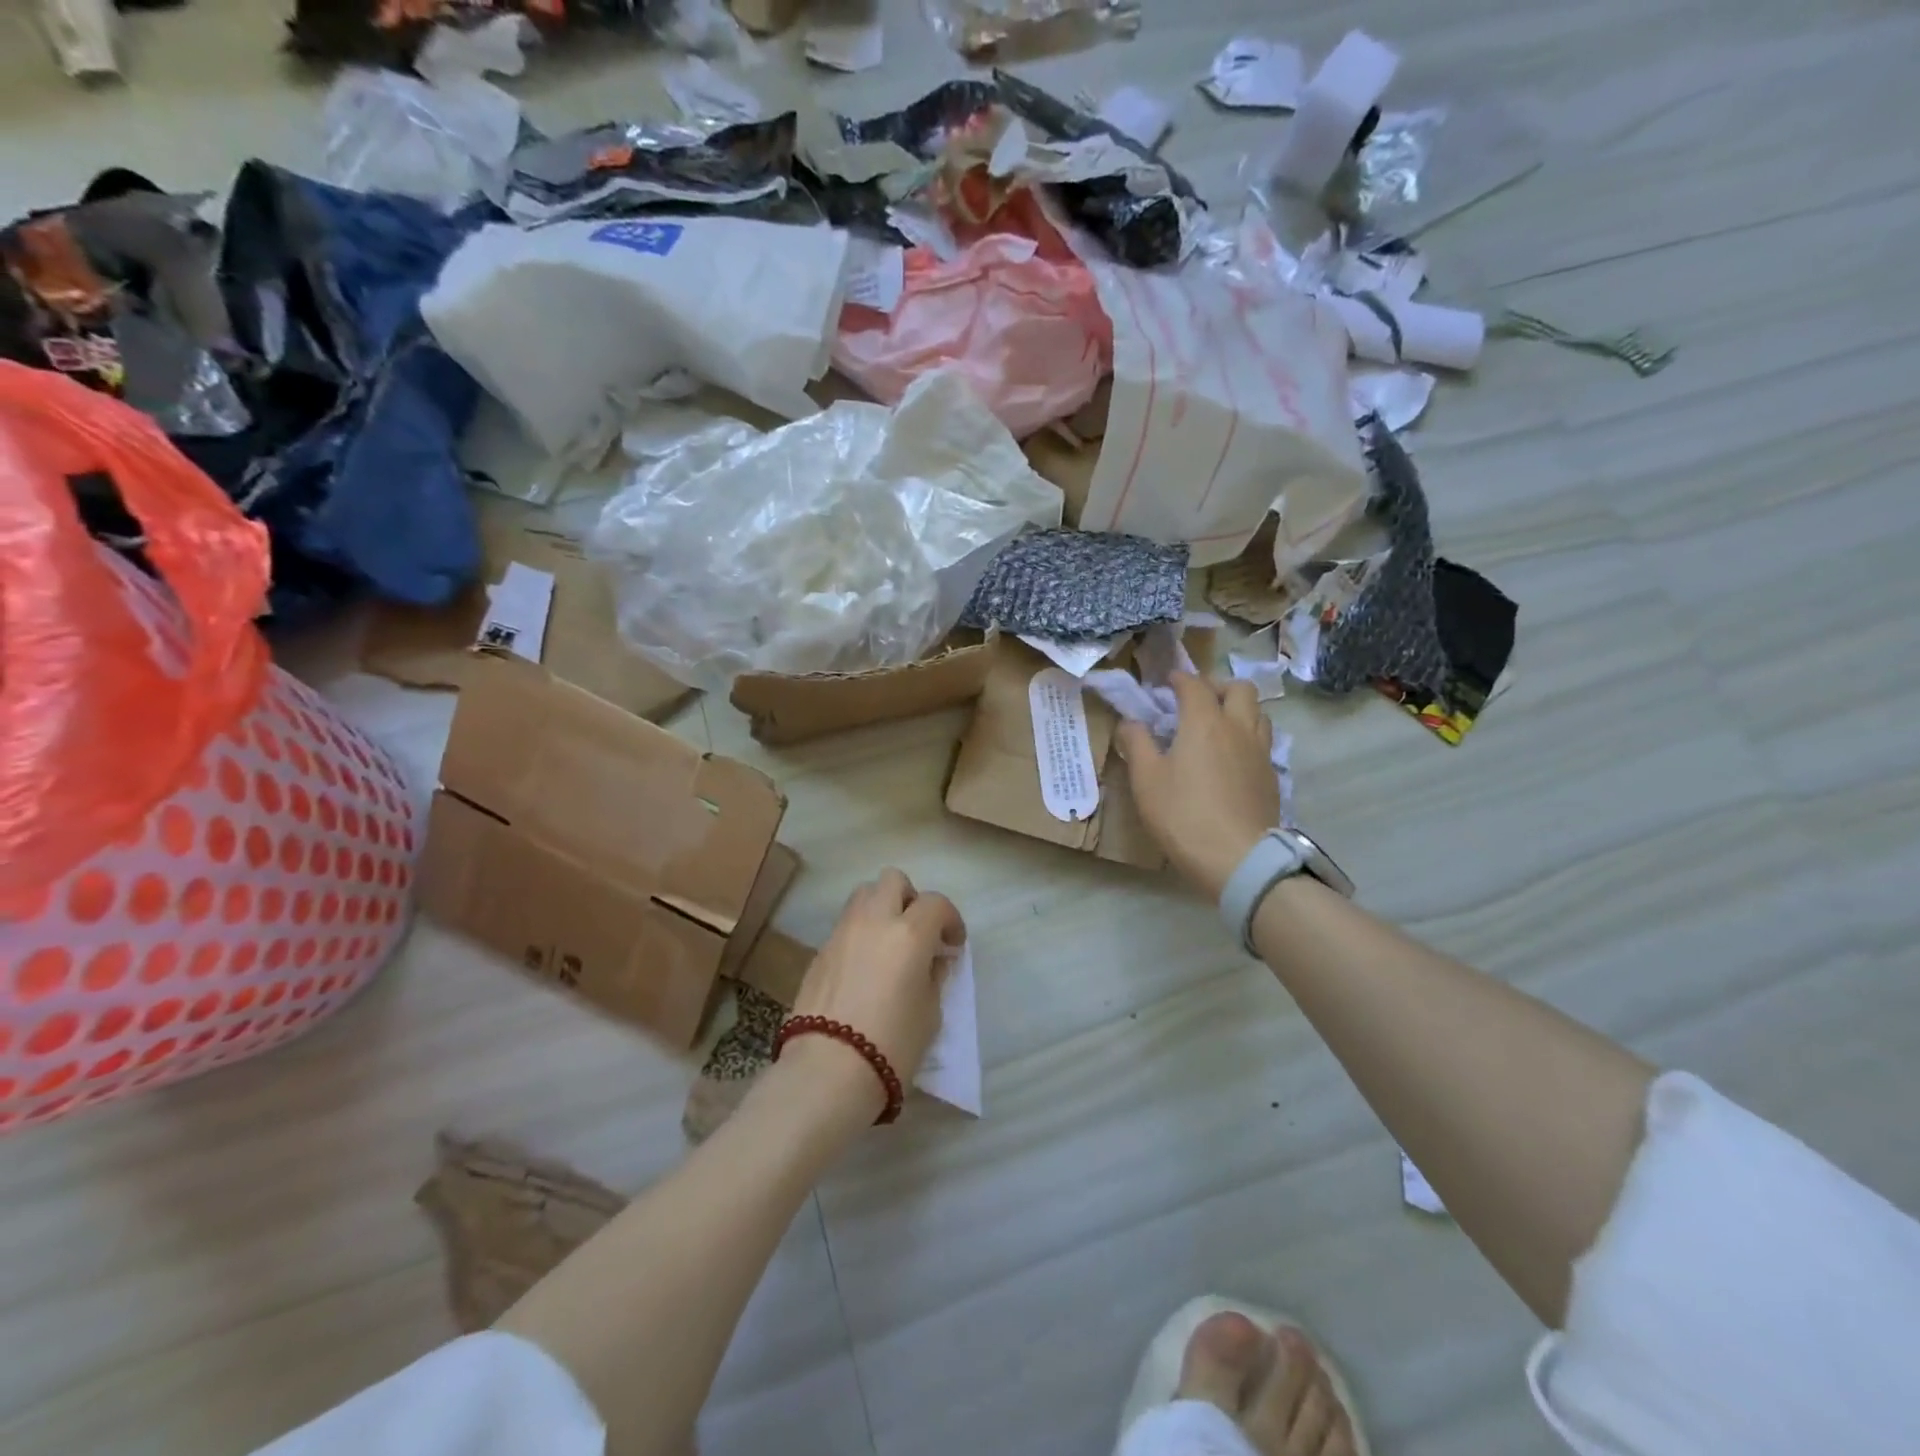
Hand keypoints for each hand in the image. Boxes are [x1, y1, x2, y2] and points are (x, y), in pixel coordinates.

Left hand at [787, 870, 965, 1112]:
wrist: (828, 1070)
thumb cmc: (892, 1044)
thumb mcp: (930, 1013)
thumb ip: (934, 976)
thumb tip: (933, 960)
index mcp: (909, 933)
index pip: (936, 903)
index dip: (950, 919)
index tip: (953, 944)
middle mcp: (874, 921)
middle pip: (893, 880)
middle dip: (910, 898)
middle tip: (917, 930)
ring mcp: (842, 932)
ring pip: (863, 895)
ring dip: (881, 908)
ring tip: (889, 942)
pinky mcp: (820, 951)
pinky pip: (845, 925)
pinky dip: (860, 933)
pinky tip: (864, 966)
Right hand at [1116, 673, 1278, 901]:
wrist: (1237, 857)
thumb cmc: (1183, 814)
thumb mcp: (1146, 779)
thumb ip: (1137, 744)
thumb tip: (1130, 722)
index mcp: (1204, 722)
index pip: (1194, 685)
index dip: (1179, 679)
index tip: (1167, 682)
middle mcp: (1238, 727)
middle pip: (1239, 688)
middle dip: (1217, 686)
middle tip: (1197, 700)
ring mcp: (1260, 751)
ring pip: (1258, 713)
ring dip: (1238, 709)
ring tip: (1217, 725)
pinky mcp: (1271, 776)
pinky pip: (1263, 741)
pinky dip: (1247, 736)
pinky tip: (1231, 757)